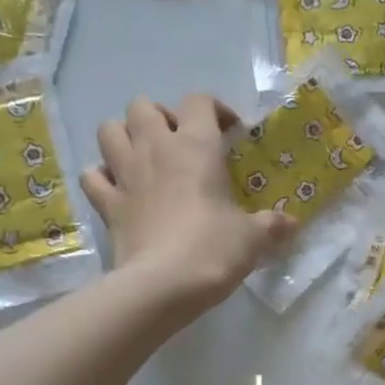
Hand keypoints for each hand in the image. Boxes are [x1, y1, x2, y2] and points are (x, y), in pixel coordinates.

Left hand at [82, 94, 295, 311]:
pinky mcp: (106, 203)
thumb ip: (272, 224)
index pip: (199, 101)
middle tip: (178, 142)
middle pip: (142, 105)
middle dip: (160, 116)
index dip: (215, 109)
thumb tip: (292, 223)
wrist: (164, 284)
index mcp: (196, 146)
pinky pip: (92, 175)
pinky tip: (118, 188)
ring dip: (124, 136)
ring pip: (108, 130)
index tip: (229, 132)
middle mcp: (155, 148)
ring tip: (143, 156)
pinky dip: (102, 176)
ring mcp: (124, 174)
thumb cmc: (214, 249)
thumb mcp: (253, 237)